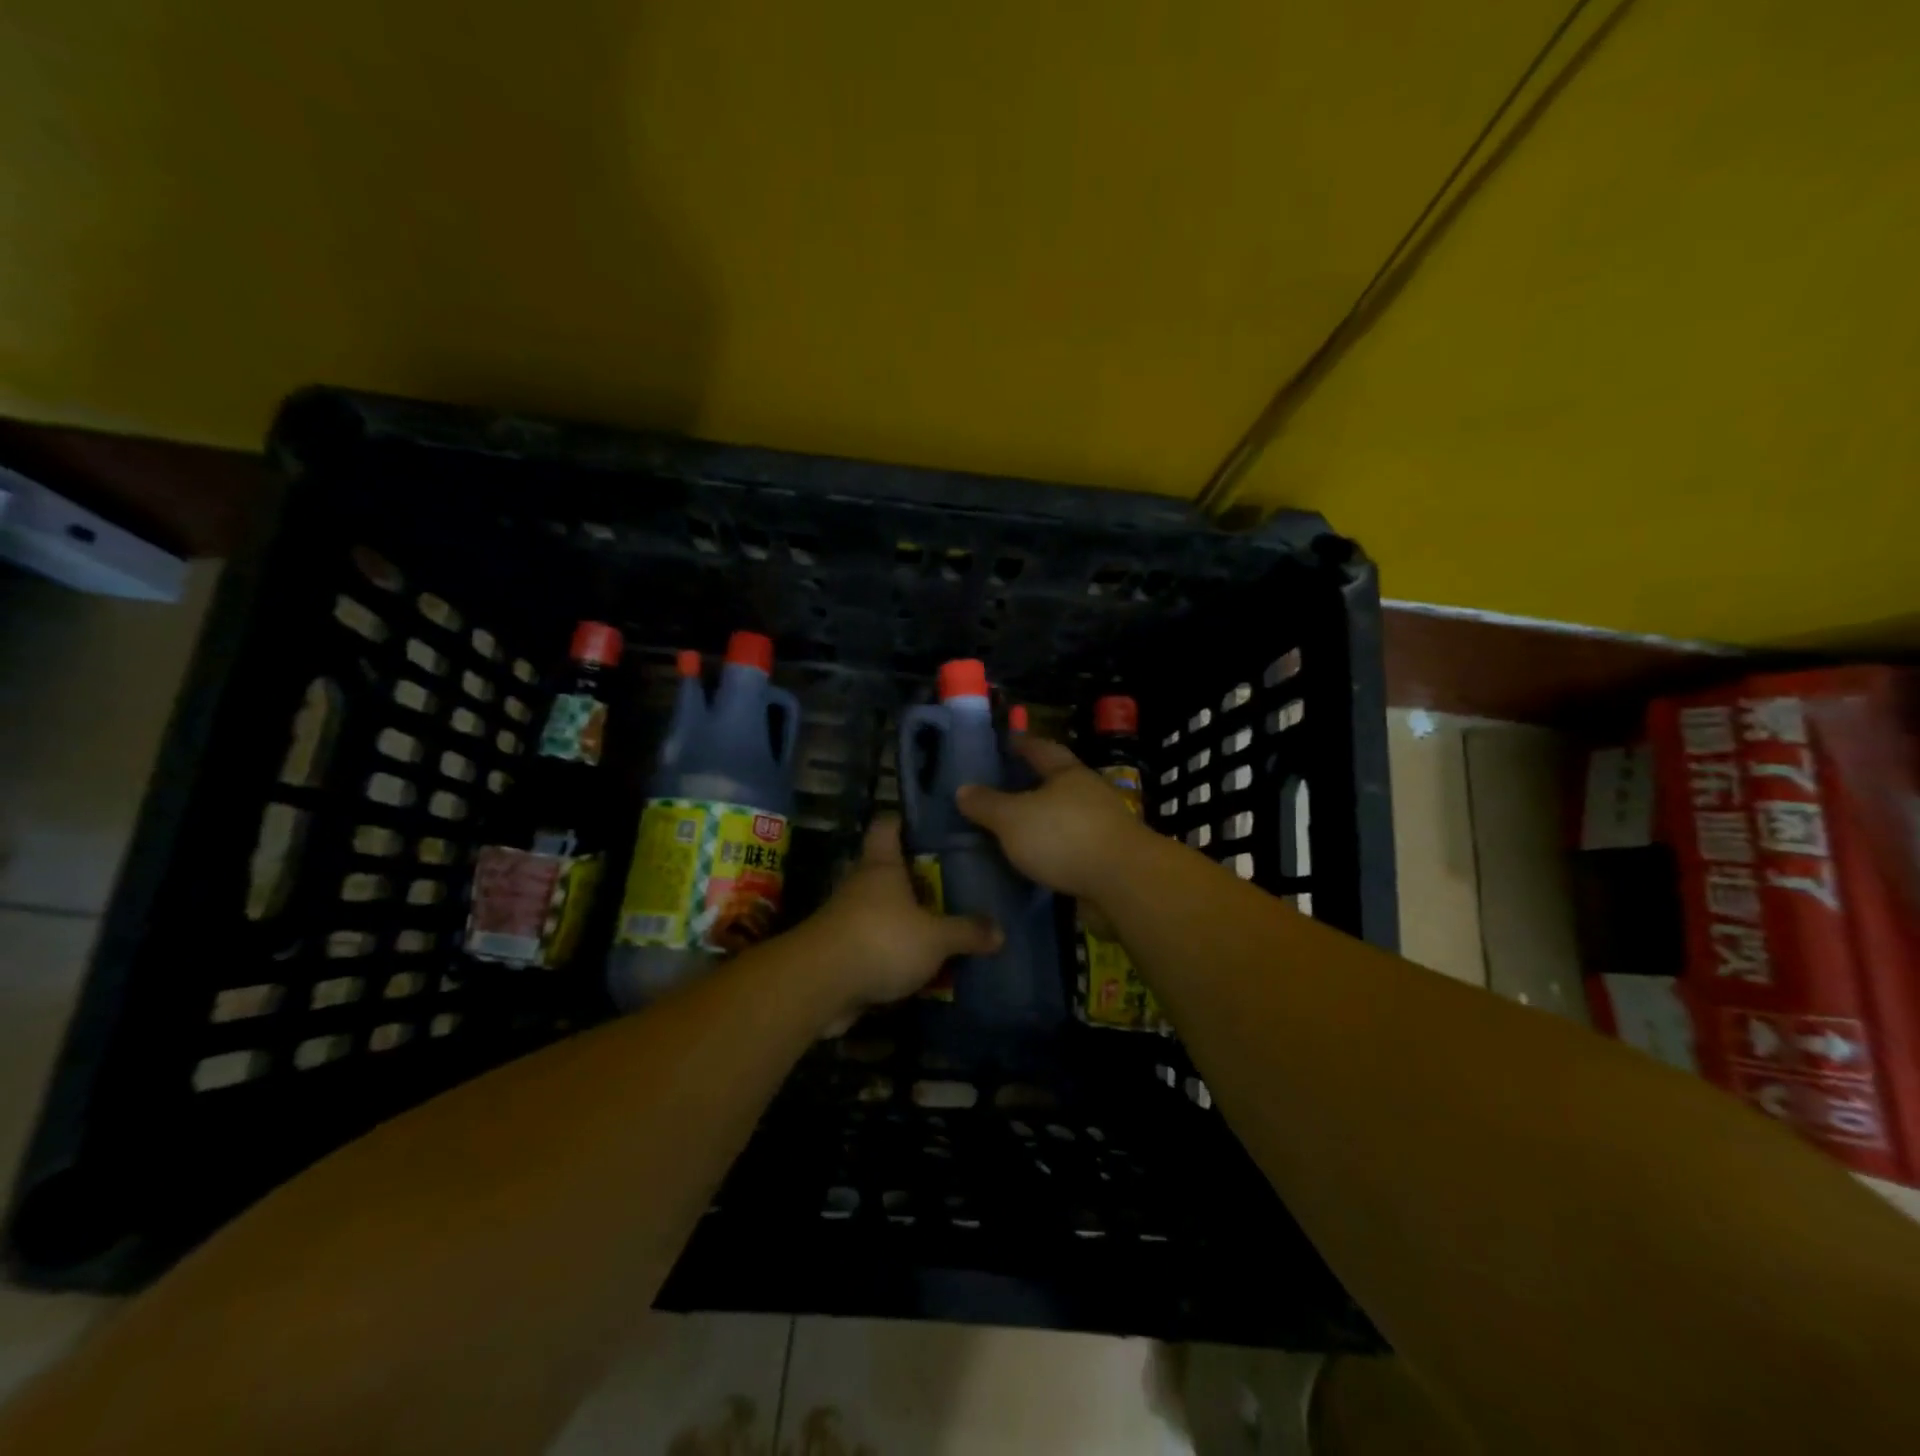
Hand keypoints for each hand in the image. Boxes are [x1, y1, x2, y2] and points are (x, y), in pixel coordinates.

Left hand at [799, 816, 1001, 1008]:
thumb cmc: (880, 940)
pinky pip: (875, 943)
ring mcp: (848, 917)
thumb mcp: (935, 938)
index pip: (888, 825)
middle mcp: (861, 884)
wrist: (819, 985)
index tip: (932, 824)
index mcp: (881, 865)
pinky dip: (894, 950)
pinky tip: (921, 962)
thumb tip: (1000, 931)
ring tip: (943, 922)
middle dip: (916, 875)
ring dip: (905, 916)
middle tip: (953, 880)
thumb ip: (967, 932)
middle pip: (888, 868)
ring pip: (882, 908)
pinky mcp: (842, 950)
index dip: (906, 820)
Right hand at [956, 736, 1154, 900]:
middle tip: (1005, 788)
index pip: (1041, 749)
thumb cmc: (1064, 837)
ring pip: (1067, 816)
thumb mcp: (1013, 819)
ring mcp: (1104, 826)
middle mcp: (1090, 794)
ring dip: (1046, 820)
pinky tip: (1038, 861)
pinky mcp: (1109, 858)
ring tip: (1017, 829)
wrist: (1124, 882)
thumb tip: (963, 789)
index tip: (1007, 741)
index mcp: (1068, 774)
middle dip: (1035, 783)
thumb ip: (987, 805)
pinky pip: (1074, 847)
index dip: (1023, 743)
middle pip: (1058, 782)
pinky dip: (1055, 850)